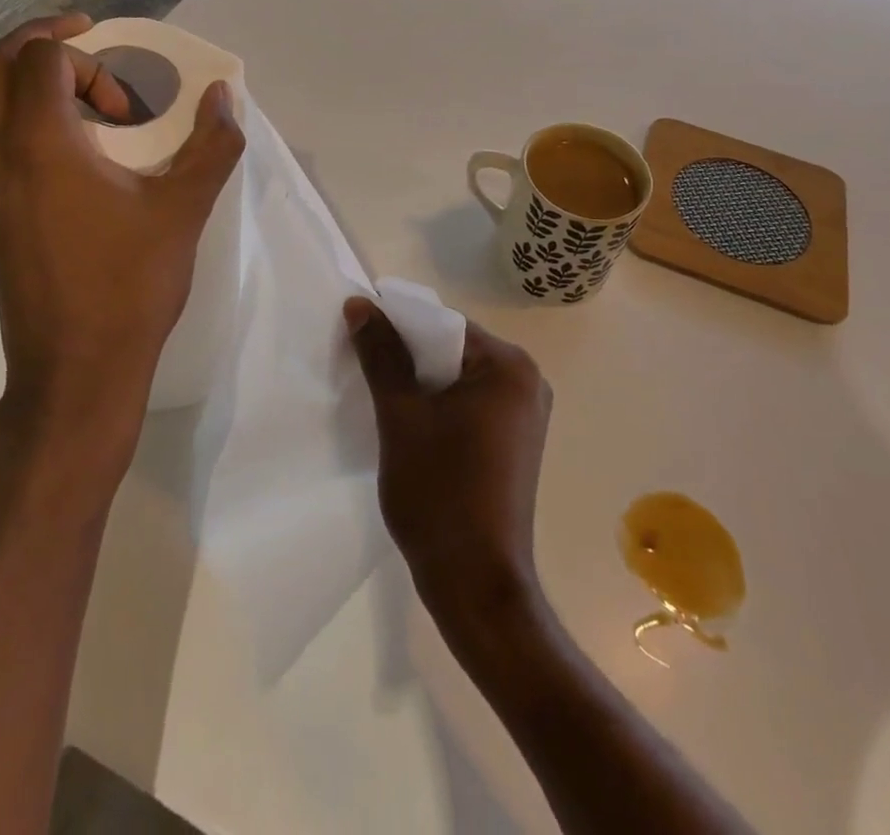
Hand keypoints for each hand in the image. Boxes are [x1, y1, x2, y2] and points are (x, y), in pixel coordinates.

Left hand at [0, 14, 244, 475]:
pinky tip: (85, 153)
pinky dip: (33, 118)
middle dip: (46, 43)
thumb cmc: (129, 284)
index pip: (41, 57)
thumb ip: (211, 144)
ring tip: (98, 104)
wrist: (75, 370)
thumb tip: (224, 97)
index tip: (130, 100)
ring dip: (39, 83)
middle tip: (95, 46)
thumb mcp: (183, 209)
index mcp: (38, 143)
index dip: (89, 57)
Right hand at [345, 299, 552, 637]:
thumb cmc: (439, 492)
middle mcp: (528, 381)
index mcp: (509, 365)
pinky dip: (440, 408)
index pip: (444, 324)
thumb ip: (381, 354)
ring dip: (422, 385)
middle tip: (368, 373)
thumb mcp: (400, 416)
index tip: (362, 341)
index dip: (399, 328)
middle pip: (454, 349)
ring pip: (460, 379)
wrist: (476, 585)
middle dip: (410, 358)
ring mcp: (526, 414)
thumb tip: (361, 304)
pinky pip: (471, 405)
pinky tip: (412, 426)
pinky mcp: (517, 442)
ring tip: (385, 402)